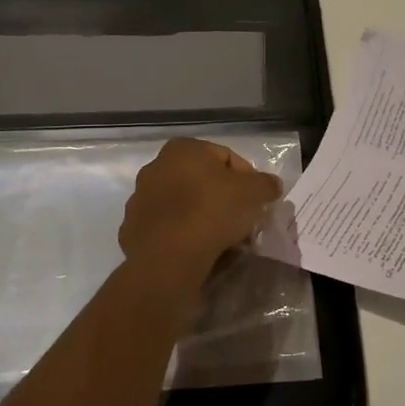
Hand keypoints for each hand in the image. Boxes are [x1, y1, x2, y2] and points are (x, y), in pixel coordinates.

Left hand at [119, 139, 282, 280]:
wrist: (169, 256)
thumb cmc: (213, 211)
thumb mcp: (254, 192)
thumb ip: (266, 184)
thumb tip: (271, 185)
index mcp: (183, 149)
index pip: (226, 157)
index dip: (248, 178)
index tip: (258, 200)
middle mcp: (156, 167)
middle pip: (202, 181)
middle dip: (223, 198)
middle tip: (242, 219)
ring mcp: (140, 199)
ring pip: (183, 205)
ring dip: (202, 216)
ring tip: (222, 239)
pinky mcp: (133, 229)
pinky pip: (167, 228)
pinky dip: (183, 235)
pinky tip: (199, 250)